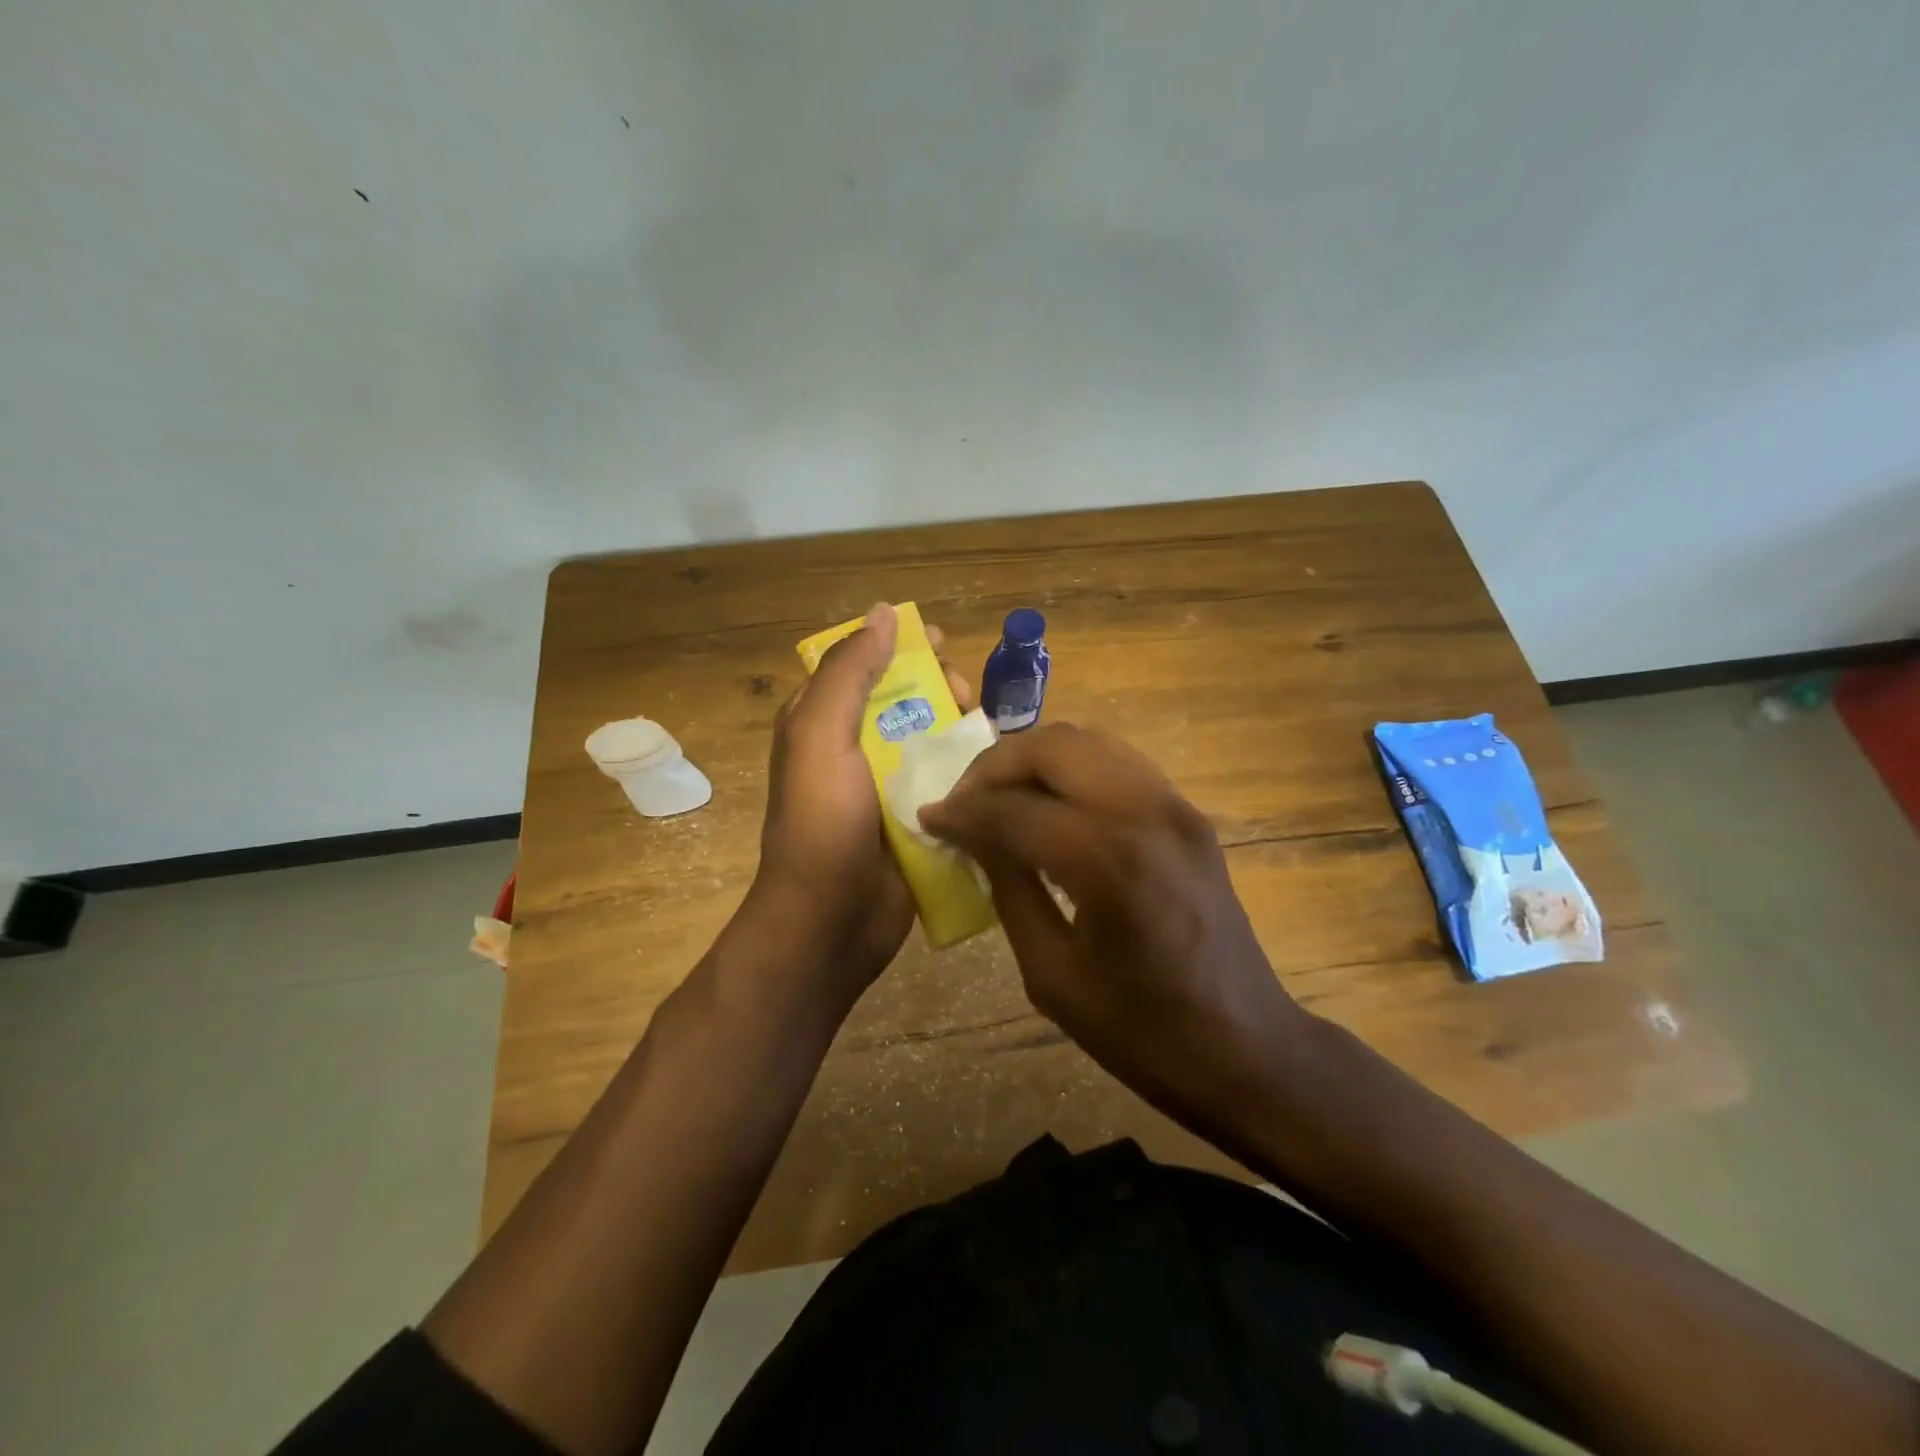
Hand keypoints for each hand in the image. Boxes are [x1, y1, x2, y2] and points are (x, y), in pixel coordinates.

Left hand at [749, 603, 972, 1003]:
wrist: (831, 921)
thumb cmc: (822, 823)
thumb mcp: (821, 737)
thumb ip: (850, 673)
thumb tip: (883, 612)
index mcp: (824, 722)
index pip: (865, 665)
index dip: (903, 648)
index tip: (943, 646)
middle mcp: (856, 748)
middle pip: (908, 699)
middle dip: (942, 687)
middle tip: (966, 697)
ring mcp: (889, 786)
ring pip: (934, 738)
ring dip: (963, 727)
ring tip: (987, 732)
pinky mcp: (918, 818)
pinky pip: (949, 781)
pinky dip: (971, 769)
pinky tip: (996, 767)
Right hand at [918, 723, 1309, 1126]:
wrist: (1246, 1048)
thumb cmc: (1142, 1032)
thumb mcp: (1052, 973)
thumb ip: (1008, 888)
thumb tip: (972, 836)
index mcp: (1109, 861)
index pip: (1014, 809)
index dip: (962, 811)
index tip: (928, 818)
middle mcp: (1146, 812)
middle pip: (1054, 747)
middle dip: (995, 765)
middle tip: (963, 800)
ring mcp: (1176, 805)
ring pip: (1089, 742)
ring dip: (1034, 759)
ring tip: (999, 796)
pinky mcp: (1188, 813)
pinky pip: (1117, 763)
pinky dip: (1071, 769)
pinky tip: (1048, 805)